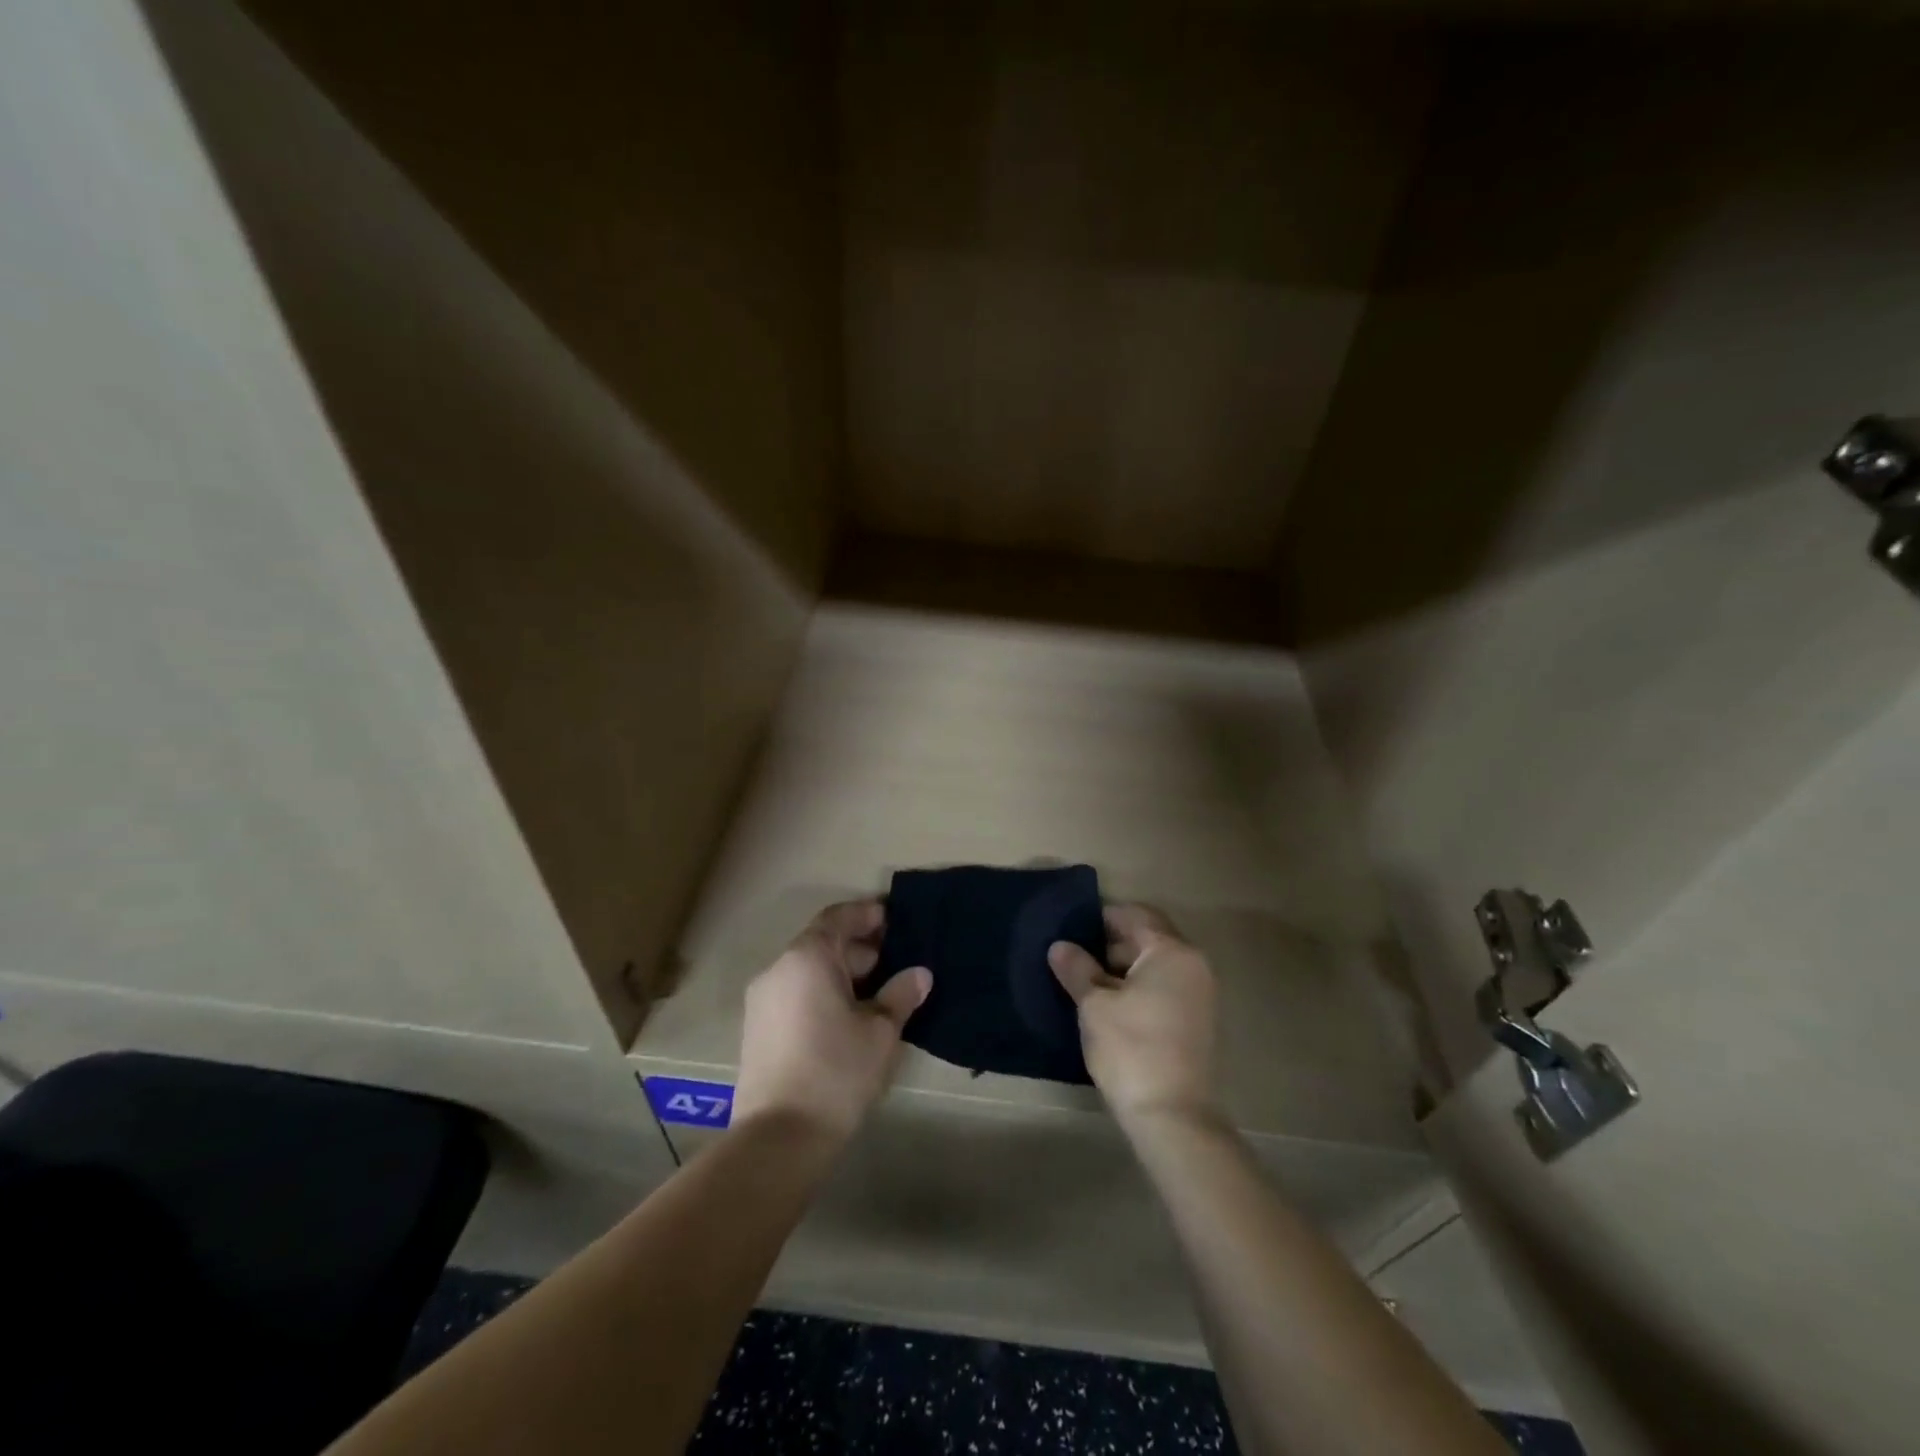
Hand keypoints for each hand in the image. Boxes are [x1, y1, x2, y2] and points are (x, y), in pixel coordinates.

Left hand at [732, 900, 932, 1140]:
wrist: (779, 1137)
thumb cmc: (836, 1070)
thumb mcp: (881, 1031)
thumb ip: (901, 994)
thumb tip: (919, 974)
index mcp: (807, 957)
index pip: (839, 917)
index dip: (868, 914)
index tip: (895, 919)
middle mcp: (778, 969)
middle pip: (822, 943)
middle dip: (859, 948)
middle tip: (896, 961)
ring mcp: (762, 1000)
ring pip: (808, 971)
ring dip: (841, 973)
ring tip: (878, 992)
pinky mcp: (757, 1029)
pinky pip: (795, 994)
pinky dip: (822, 993)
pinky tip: (849, 1017)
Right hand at [1049, 904, 1218, 1130]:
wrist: (1173, 1118)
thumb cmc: (1131, 1049)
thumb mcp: (1095, 1006)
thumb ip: (1077, 970)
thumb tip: (1060, 946)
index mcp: (1172, 951)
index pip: (1135, 915)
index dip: (1101, 918)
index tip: (1072, 930)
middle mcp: (1194, 965)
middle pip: (1149, 938)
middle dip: (1111, 944)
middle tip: (1075, 959)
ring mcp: (1201, 995)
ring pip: (1156, 965)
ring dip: (1124, 969)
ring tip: (1088, 985)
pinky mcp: (1199, 1022)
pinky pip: (1165, 988)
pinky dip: (1140, 989)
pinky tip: (1112, 1008)